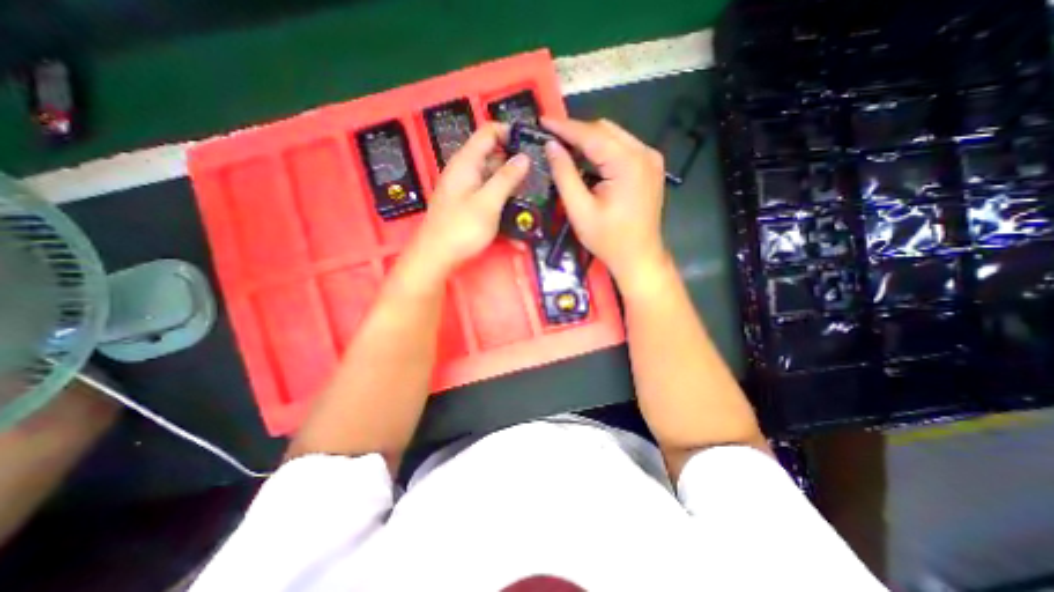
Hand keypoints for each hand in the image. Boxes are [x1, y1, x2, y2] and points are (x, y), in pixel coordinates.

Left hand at [409, 123, 531, 280]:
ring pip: (491, 175)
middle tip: (538, 169)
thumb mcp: (488, 202)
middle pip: (491, 153)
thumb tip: (524, 157)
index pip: (488, 132)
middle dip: (513, 158)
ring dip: (509, 179)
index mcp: (465, 162)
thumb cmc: (461, 229)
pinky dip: (500, 195)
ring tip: (531, 188)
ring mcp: (464, 188)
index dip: (509, 131)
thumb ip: (506, 178)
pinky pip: (486, 192)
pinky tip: (514, 206)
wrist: (437, 257)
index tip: (532, 142)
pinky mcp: (466, 204)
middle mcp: (463, 171)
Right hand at [543, 117, 664, 291]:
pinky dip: (603, 150)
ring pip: (614, 136)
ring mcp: (651, 159)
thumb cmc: (609, 239)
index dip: (564, 127)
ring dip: (589, 140)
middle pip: (605, 130)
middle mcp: (644, 154)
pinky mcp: (650, 167)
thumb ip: (564, 175)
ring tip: (565, 147)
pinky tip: (588, 159)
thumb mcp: (580, 210)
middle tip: (552, 138)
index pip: (591, 135)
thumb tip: (551, 146)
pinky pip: (623, 148)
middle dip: (577, 132)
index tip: (542, 121)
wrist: (639, 257)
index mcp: (628, 164)